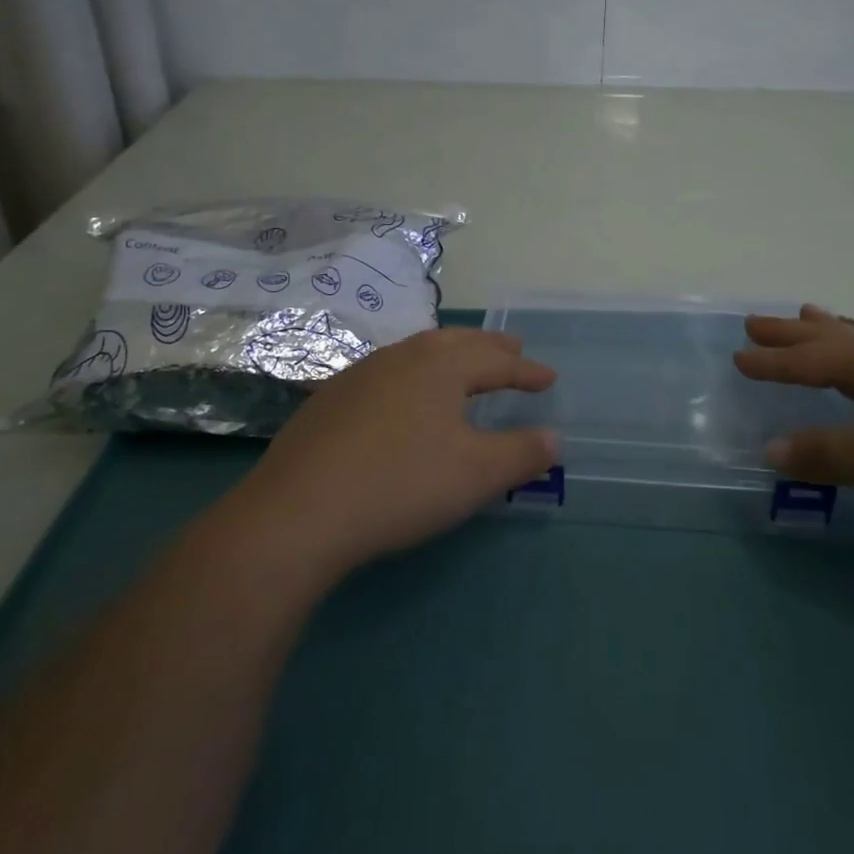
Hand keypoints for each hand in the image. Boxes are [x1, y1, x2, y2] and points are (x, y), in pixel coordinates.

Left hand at [226, 328, 558, 580]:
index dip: (527, 371)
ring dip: (448, 353)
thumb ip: (522, 454)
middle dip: (489, 347)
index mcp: (442, 367)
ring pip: (417, 350)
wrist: (298, 512)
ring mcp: (361, 374)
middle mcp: (403, 357)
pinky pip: (386, 370)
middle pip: (456, 342)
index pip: (496, 362)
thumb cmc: (401, 485)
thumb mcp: (477, 475)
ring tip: (461, 363)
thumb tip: (555, 438)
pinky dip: (411, 372)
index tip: (550, 377)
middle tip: (512, 350)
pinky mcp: (329, 398)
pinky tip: (402, 395)